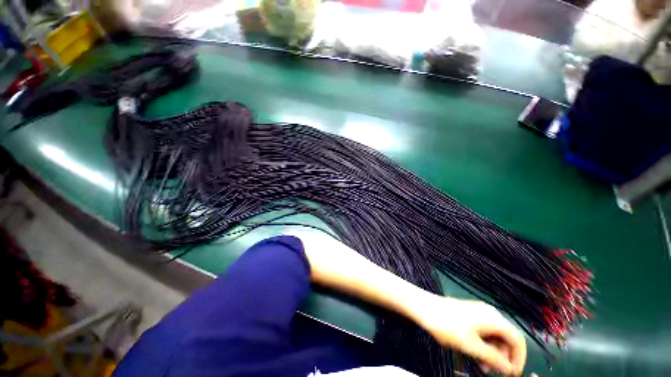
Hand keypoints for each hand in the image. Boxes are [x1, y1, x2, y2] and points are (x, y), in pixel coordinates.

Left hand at [413, 296, 526, 375]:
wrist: (424, 307)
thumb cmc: (448, 325)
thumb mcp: (472, 346)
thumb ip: (494, 358)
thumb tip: (510, 369)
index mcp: (494, 318)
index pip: (518, 340)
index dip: (518, 359)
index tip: (511, 373)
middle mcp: (489, 313)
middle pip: (506, 338)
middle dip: (502, 357)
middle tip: (491, 371)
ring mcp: (478, 313)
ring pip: (494, 336)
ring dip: (491, 353)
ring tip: (481, 366)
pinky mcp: (469, 314)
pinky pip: (483, 331)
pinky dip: (482, 345)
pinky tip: (474, 354)